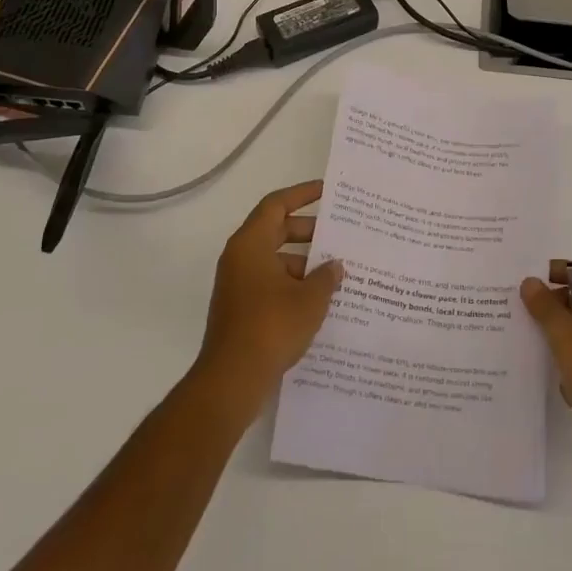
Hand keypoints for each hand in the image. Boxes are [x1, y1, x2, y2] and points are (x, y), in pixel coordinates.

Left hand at [194, 181, 344, 409]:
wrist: (232, 380)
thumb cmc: (271, 327)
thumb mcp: (310, 299)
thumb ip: (326, 276)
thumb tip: (335, 265)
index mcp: (250, 244)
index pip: (276, 205)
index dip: (302, 194)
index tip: (327, 191)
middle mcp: (240, 258)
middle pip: (276, 230)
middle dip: (308, 231)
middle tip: (339, 234)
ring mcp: (238, 285)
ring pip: (274, 259)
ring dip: (303, 261)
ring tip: (337, 270)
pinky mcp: (240, 308)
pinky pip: (270, 282)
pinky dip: (293, 283)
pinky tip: (319, 298)